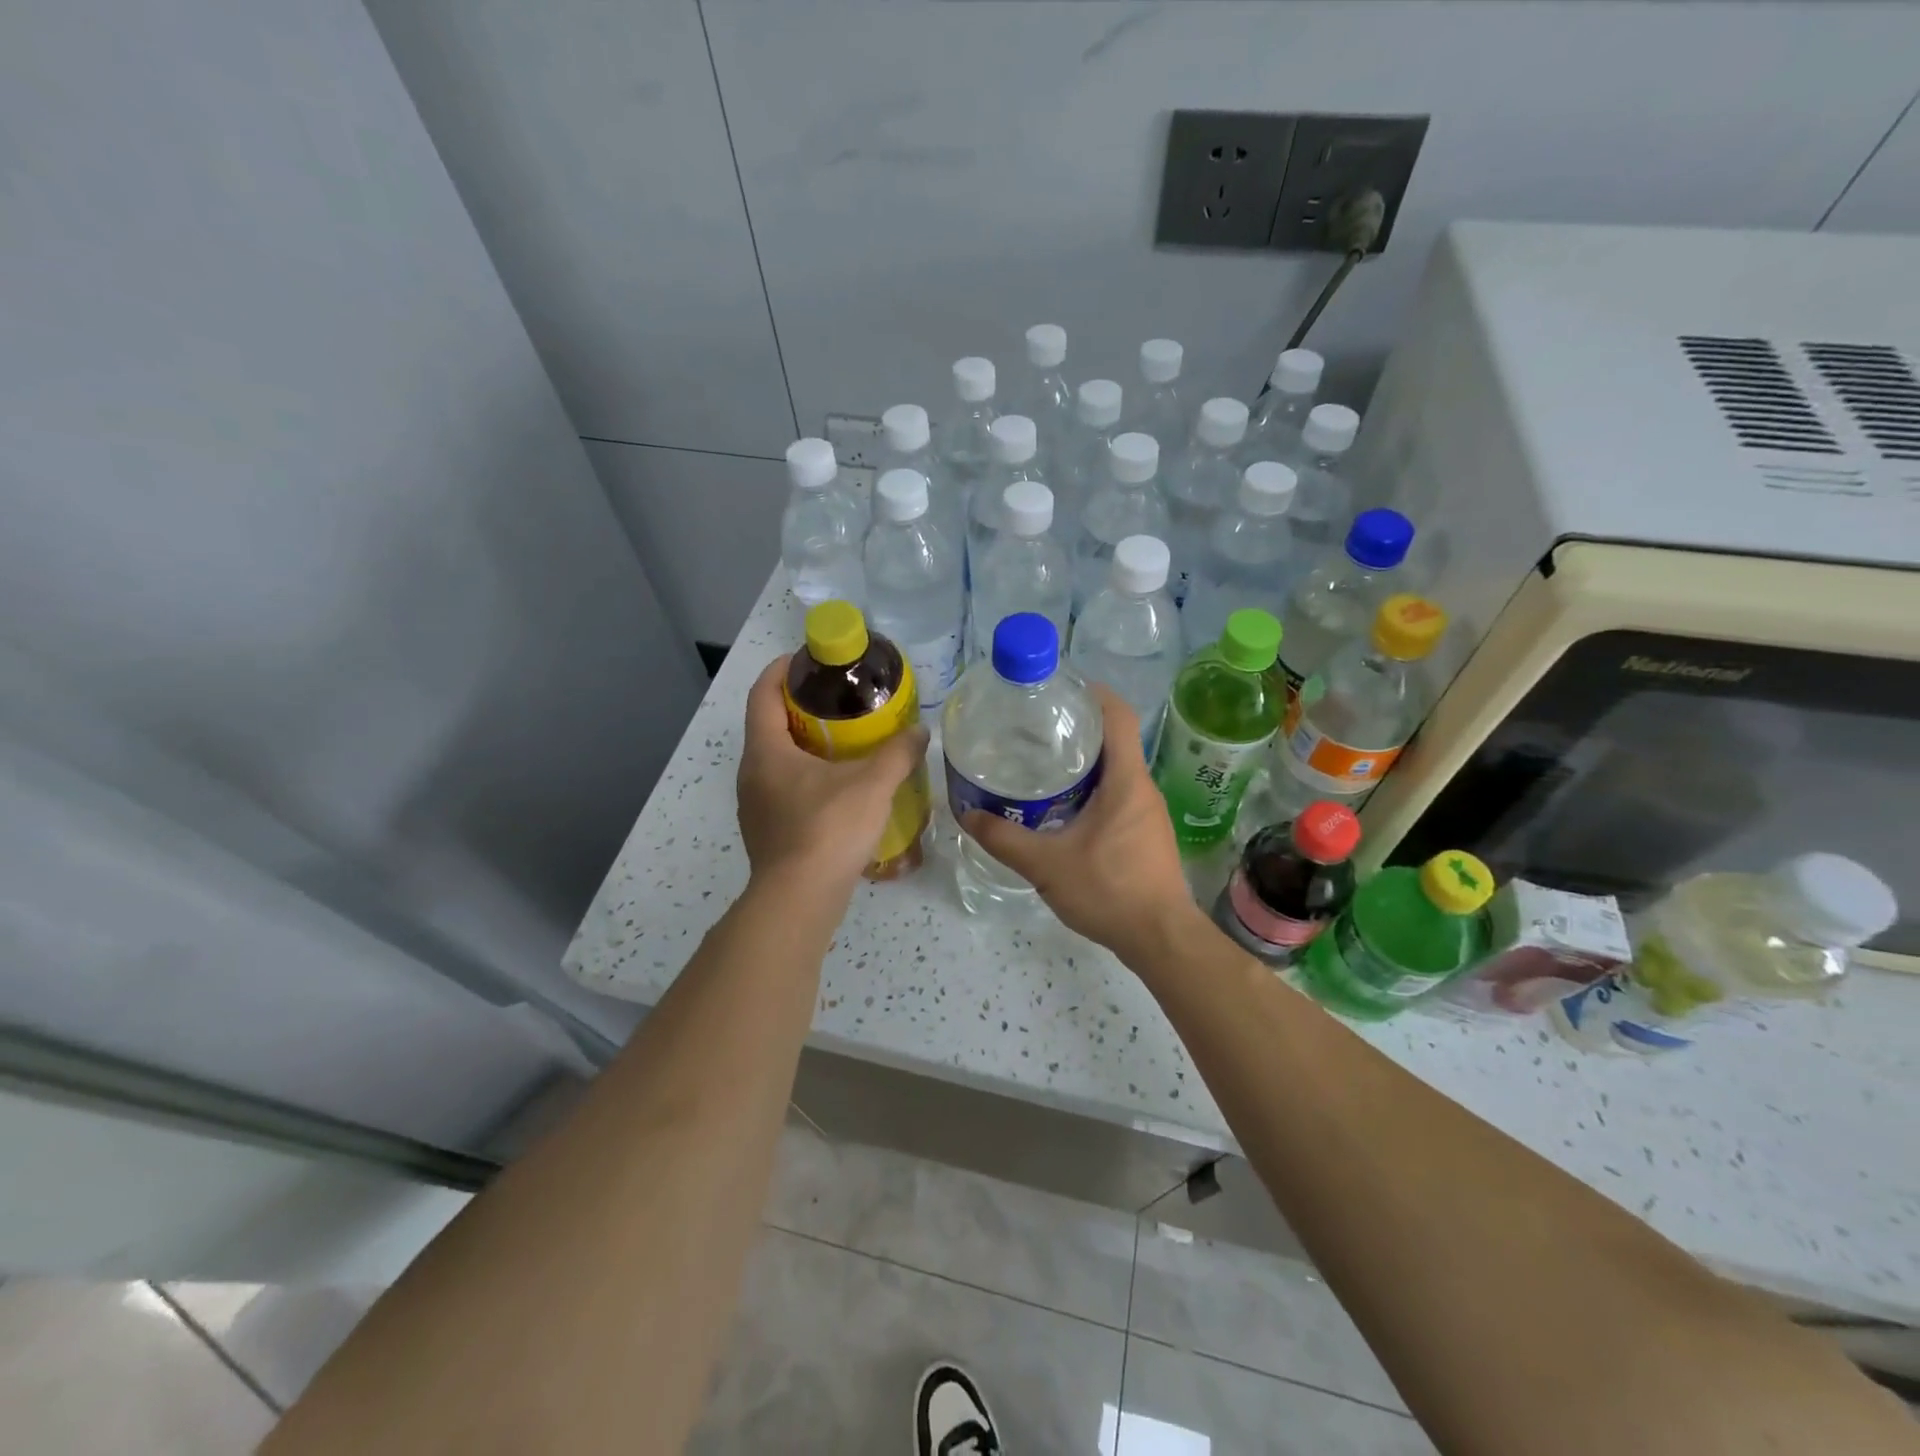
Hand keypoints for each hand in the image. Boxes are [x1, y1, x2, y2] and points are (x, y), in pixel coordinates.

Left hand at [737, 656, 929, 900]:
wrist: (800, 900)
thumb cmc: (829, 829)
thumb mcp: (873, 784)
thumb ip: (898, 753)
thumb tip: (920, 732)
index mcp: (766, 752)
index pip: (762, 695)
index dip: (780, 671)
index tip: (806, 660)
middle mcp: (751, 774)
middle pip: (769, 727)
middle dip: (800, 709)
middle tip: (838, 702)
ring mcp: (755, 807)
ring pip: (777, 763)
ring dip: (804, 748)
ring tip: (844, 745)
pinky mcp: (767, 834)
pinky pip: (784, 791)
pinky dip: (807, 779)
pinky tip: (839, 791)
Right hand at [960, 687, 1200, 963]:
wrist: (1160, 939)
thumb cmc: (1109, 891)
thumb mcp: (1046, 865)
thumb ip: (1003, 839)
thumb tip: (967, 815)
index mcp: (1126, 780)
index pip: (1117, 716)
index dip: (1092, 693)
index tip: (1059, 688)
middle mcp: (1142, 788)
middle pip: (1114, 739)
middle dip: (1077, 727)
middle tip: (1033, 727)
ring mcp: (1147, 812)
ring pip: (1115, 769)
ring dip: (1083, 760)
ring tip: (1040, 763)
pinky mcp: (1145, 833)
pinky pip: (1118, 794)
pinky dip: (1091, 787)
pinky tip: (1060, 806)